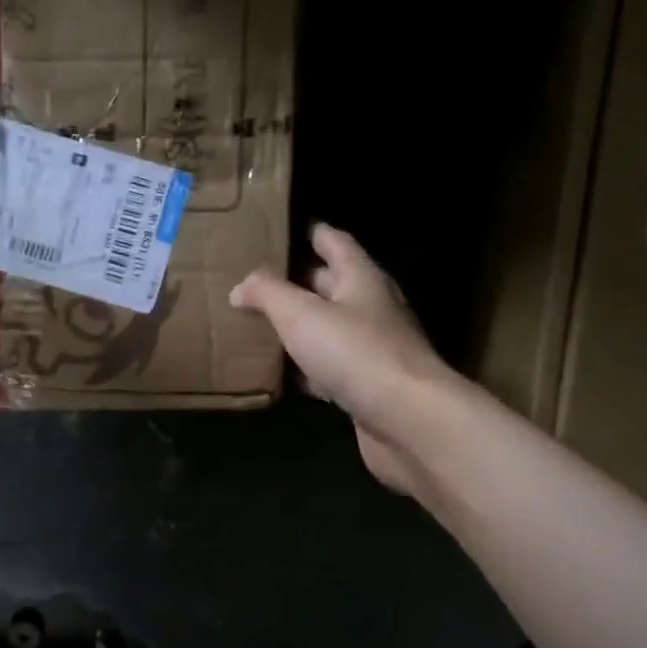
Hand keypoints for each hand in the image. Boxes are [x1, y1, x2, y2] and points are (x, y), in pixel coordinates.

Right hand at [229, 224, 458, 493]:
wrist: (406, 419)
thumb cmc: (355, 354)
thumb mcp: (302, 315)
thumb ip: (268, 295)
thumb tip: (240, 286)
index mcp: (363, 280)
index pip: (338, 245)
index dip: (317, 234)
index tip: (295, 228)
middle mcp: (373, 310)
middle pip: (336, 288)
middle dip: (305, 283)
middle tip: (267, 281)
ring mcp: (373, 352)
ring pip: (333, 330)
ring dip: (306, 328)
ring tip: (270, 326)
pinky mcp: (368, 389)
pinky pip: (332, 370)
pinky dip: (311, 369)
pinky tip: (290, 376)